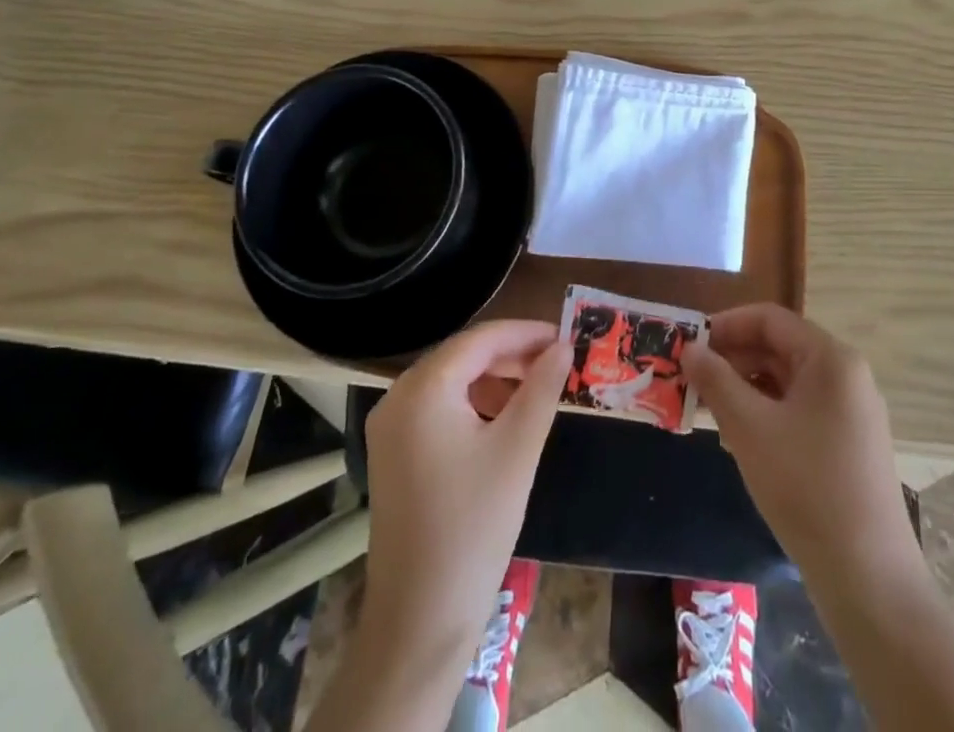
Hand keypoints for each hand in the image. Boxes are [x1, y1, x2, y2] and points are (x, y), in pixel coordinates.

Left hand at [358, 320, 571, 671]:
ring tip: (536, 391)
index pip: (480, 339)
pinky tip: (502, 420)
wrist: (419, 620)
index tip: (564, 336)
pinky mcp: (392, 453)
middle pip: (462, 357)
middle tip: (556, 363)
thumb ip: (542, 388)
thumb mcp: (518, 450)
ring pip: (450, 382)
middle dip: (510, 355)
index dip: (525, 333)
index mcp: (423, 389)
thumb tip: (562, 346)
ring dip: (493, 379)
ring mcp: (389, 427)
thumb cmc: (474, 527)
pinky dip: (472, 404)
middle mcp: (397, 397)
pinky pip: (437, 409)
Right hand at [688, 304, 914, 578]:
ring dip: (746, 388)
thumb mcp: (749, 428)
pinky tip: (740, 439)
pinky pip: (800, 409)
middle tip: (692, 380)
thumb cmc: (806, 487)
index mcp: (830, 359)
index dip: (726, 325)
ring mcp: (852, 412)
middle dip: (733, 359)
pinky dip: (767, 413)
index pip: (769, 319)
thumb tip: (690, 349)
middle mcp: (846, 375)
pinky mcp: (850, 444)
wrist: (869, 579)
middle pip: (779, 348)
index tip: (690, 345)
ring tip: (709, 411)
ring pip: (787, 381)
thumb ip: (716, 381)